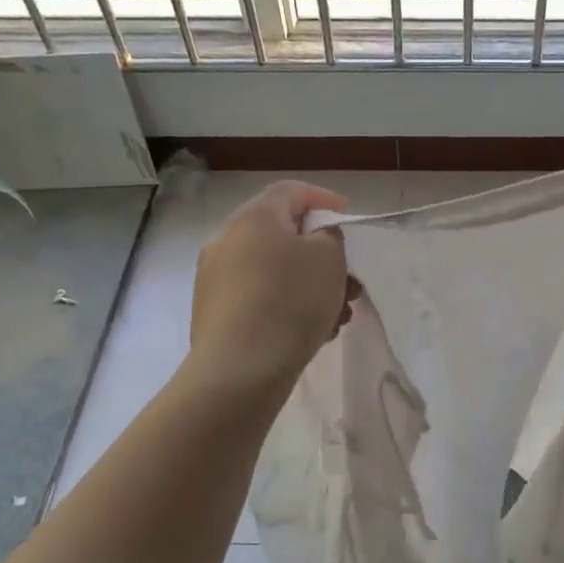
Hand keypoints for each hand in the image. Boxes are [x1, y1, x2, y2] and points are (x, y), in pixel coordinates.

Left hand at [190, 182, 355, 384]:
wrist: (239, 371)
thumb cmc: (290, 302)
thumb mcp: (329, 259)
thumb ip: (329, 237)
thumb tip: (314, 239)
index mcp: (254, 217)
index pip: (291, 191)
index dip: (323, 198)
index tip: (347, 217)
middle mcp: (227, 240)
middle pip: (282, 235)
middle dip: (322, 255)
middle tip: (349, 278)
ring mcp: (215, 278)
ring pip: (274, 270)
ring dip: (310, 285)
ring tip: (338, 314)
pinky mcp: (214, 313)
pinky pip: (259, 296)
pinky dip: (287, 304)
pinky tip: (313, 332)